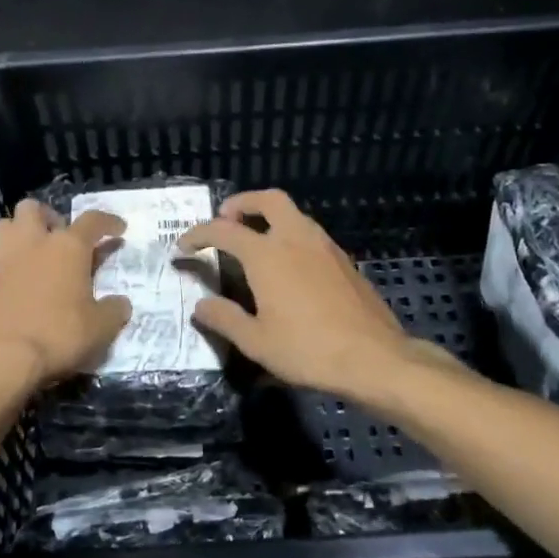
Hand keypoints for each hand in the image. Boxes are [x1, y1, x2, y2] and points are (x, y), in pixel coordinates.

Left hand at [0, 200, 131, 388]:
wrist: (3, 359)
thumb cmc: (59, 335)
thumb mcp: (101, 328)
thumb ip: (114, 310)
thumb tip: (120, 303)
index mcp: (67, 247)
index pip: (92, 220)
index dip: (108, 221)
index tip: (119, 228)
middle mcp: (32, 244)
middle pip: (33, 209)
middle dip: (48, 217)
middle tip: (61, 238)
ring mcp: (2, 262)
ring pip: (5, 226)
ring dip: (20, 234)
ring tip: (35, 255)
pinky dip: (6, 270)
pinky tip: (15, 287)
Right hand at [178, 189, 429, 399]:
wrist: (374, 357)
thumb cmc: (308, 349)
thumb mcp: (256, 341)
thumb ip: (225, 318)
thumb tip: (202, 305)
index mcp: (267, 254)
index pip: (223, 230)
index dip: (198, 234)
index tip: (184, 245)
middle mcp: (295, 238)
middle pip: (268, 200)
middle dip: (243, 203)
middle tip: (226, 218)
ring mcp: (324, 246)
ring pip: (294, 214)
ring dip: (269, 217)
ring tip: (254, 241)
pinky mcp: (343, 261)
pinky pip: (310, 233)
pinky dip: (290, 235)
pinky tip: (287, 265)